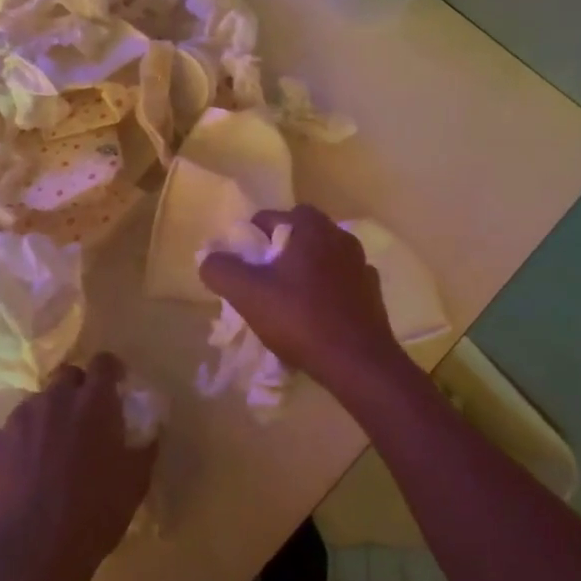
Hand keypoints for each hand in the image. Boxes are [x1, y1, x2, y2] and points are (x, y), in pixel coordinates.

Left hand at [0, 353, 155, 580]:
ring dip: (48, 416)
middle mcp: (55, 398)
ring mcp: (20, 418)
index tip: (116, 384)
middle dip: (77, 389)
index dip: (111, 370)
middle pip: (67, 376)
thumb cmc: (94, 514)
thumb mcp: (135, 482)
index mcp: (93, 402)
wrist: (34, 552)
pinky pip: (12, 432)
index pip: (103, 363)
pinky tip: (26, 473)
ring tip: (52, 451)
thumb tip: (149, 430)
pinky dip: (21, 443)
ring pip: (37, 403)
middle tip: (84, 419)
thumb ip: (144, 446)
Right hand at [198, 205, 409, 396]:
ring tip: (286, 301)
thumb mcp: (247, 294)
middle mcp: (339, 236)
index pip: (270, 217)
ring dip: (303, 271)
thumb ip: (221, 270)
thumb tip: (207, 258)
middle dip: (277, 253)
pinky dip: (325, 291)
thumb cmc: (300, 319)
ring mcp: (360, 264)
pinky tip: (315, 316)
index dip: (250, 239)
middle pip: (297, 235)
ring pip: (320, 257)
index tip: (243, 267)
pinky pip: (340, 281)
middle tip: (261, 282)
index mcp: (311, 228)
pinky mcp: (372, 292)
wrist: (359, 363)